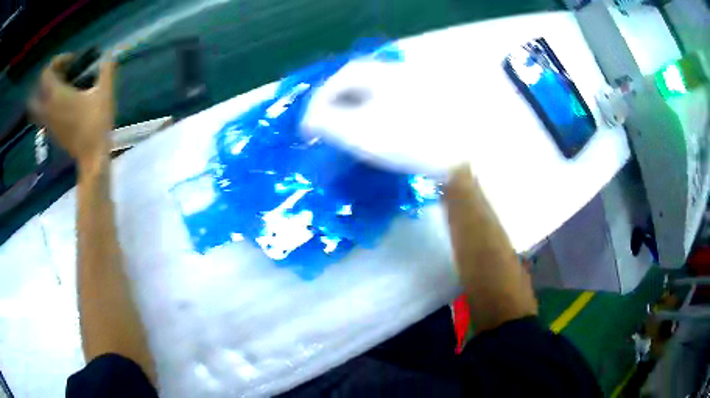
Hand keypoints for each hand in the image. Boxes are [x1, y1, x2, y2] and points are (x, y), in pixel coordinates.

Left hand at [32, 54, 115, 165]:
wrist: (91, 156)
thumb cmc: (96, 123)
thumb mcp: (105, 93)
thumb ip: (106, 70)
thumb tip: (111, 53)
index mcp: (57, 95)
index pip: (46, 73)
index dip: (57, 61)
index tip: (72, 60)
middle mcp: (48, 108)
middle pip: (38, 90)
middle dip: (48, 78)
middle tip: (62, 74)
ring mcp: (49, 122)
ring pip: (37, 105)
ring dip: (46, 93)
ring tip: (61, 88)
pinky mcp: (52, 132)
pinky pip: (43, 115)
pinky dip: (49, 105)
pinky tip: (63, 104)